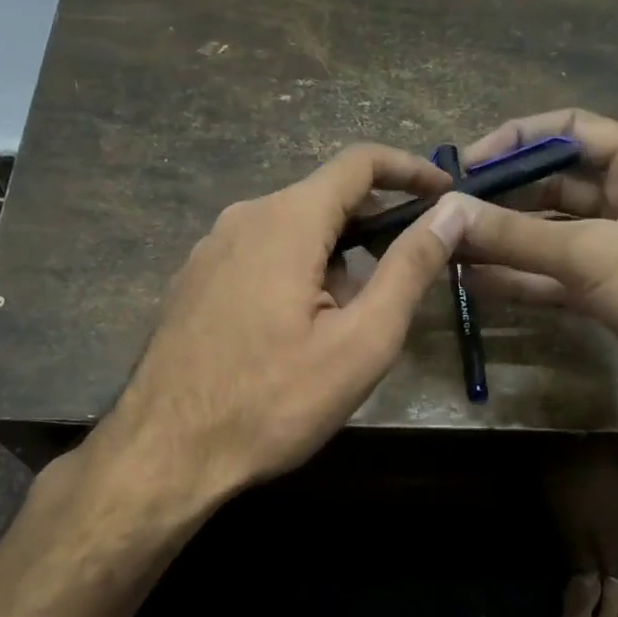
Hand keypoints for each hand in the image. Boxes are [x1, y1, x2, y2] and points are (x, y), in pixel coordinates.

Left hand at [100, 144, 464, 506]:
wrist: (166, 453)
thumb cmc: (273, 402)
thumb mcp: (361, 341)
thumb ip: (410, 269)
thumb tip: (452, 212)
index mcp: (286, 220)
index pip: (359, 163)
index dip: (410, 170)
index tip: (445, 194)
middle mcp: (242, 218)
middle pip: (325, 200)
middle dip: (372, 233)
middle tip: (401, 287)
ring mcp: (210, 249)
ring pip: (293, 233)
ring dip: (333, 263)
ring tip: (342, 333)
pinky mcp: (194, 280)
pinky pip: (261, 257)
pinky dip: (296, 276)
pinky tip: (294, 337)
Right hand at [441, 108, 617, 442]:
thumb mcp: (596, 254)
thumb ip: (517, 235)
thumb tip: (447, 213)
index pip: (569, 130)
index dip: (515, 140)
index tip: (463, 167)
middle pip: (554, 184)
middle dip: (501, 198)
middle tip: (445, 215)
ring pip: (551, 235)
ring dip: (503, 243)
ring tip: (447, 249)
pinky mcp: (614, 296)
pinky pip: (557, 278)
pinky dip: (520, 280)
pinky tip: (473, 284)